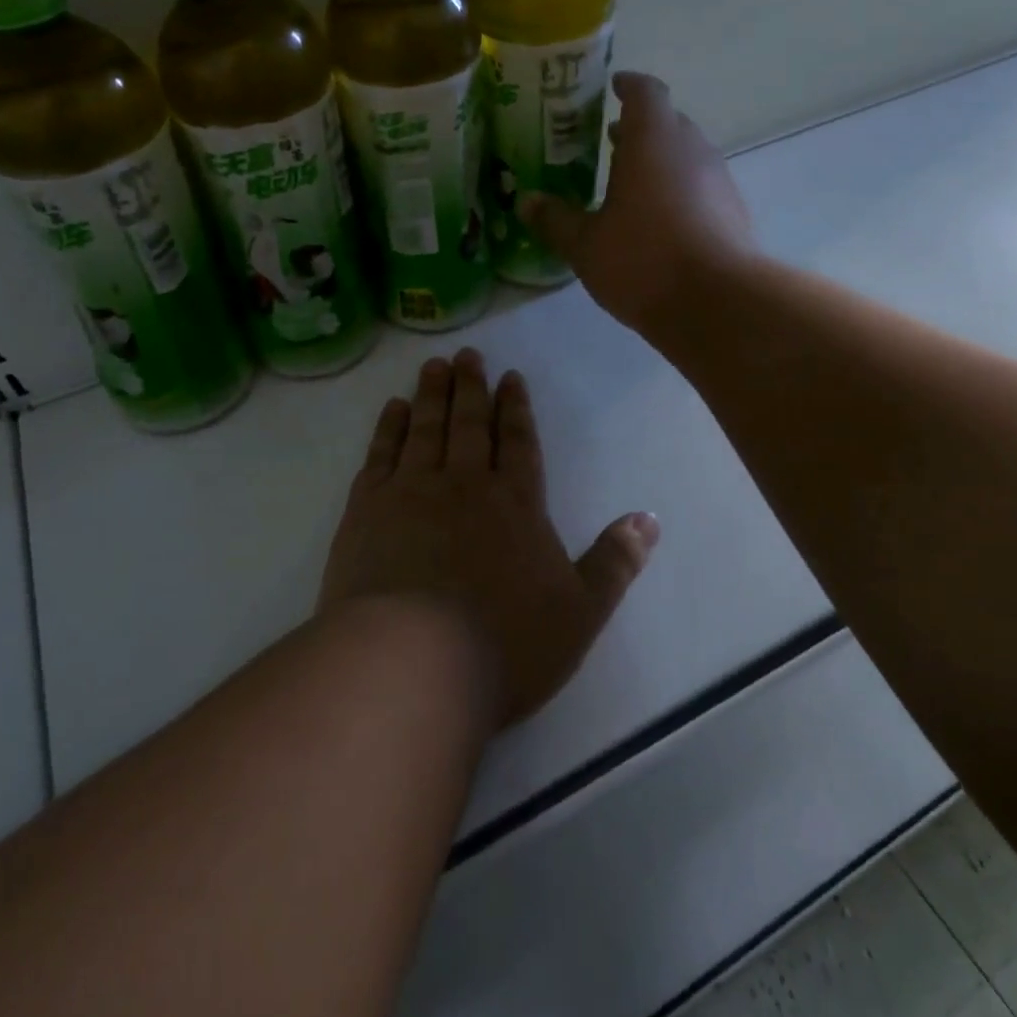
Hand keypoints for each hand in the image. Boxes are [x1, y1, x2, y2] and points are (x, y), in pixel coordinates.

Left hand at [321, 350, 659, 725]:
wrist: (412, 662)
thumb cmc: (505, 643)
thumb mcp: (580, 612)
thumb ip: (615, 562)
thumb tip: (650, 518)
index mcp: (515, 503)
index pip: (519, 442)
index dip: (516, 408)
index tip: (510, 377)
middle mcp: (464, 483)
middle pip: (470, 424)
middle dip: (471, 387)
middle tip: (467, 354)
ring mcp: (411, 491)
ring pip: (426, 428)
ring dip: (432, 394)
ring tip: (434, 365)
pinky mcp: (367, 508)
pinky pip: (381, 454)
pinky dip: (389, 427)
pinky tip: (394, 409)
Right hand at [520, 72, 754, 331]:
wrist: (717, 304)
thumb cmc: (643, 261)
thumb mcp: (585, 245)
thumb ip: (554, 220)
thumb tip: (526, 202)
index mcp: (653, 141)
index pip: (645, 92)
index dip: (628, 85)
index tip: (613, 85)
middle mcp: (691, 149)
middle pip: (668, 122)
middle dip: (640, 127)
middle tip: (609, 140)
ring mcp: (719, 180)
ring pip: (686, 155)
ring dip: (660, 161)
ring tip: (630, 183)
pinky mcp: (733, 212)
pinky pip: (701, 186)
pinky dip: (678, 190)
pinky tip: (659, 221)